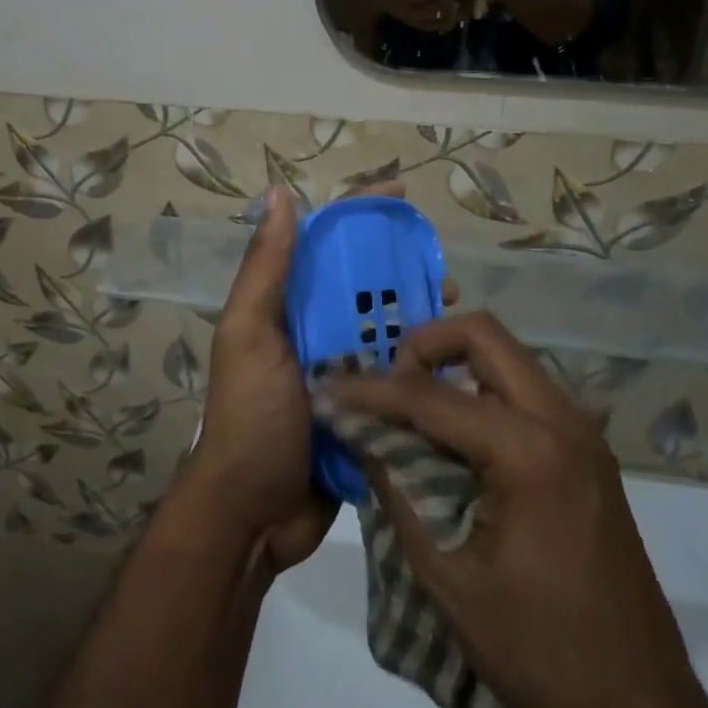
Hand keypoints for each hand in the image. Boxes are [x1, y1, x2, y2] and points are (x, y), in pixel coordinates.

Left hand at [185, 181, 461, 573]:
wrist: (253, 515)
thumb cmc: (251, 416)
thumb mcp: (250, 334)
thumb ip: (266, 269)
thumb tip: (279, 192)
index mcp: (286, 305)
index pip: (324, 243)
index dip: (360, 213)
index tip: (402, 196)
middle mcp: (313, 329)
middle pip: (364, 282)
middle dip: (402, 267)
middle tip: (444, 272)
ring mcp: (341, 370)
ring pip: (387, 326)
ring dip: (419, 314)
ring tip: (456, 312)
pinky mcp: (365, 408)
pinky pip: (398, 374)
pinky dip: (423, 362)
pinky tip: (457, 361)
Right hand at [321, 312, 707, 707]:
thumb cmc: (538, 651)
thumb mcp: (447, 576)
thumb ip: (398, 490)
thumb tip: (359, 435)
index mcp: (530, 451)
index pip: (430, 396)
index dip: (370, 392)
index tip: (326, 391)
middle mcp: (563, 421)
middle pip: (483, 336)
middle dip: (422, 346)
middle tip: (384, 388)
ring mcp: (581, 433)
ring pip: (506, 358)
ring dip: (452, 367)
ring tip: (407, 410)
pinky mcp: (586, 452)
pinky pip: (522, 392)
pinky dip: (478, 394)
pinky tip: (450, 437)